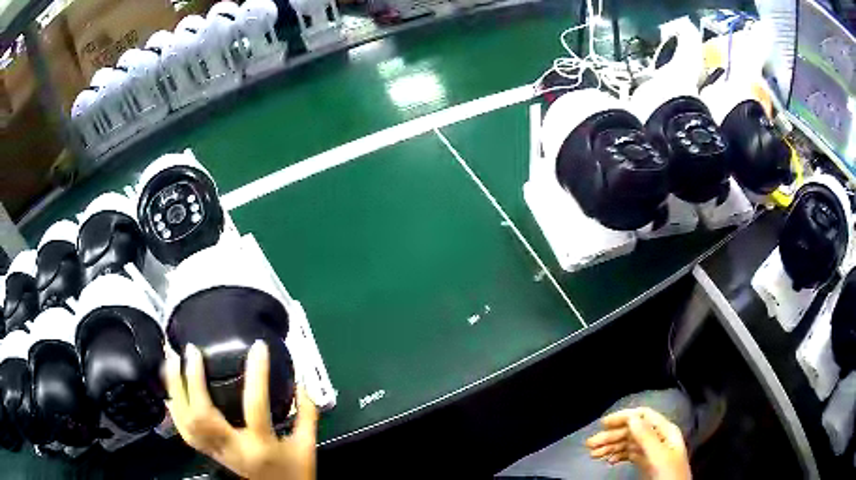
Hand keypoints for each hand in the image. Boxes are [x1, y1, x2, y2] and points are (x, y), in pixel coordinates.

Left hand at [164, 341, 317, 479]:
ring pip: (186, 422)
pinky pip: (183, 429)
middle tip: (192, 351)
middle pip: (202, 416)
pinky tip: (170, 389)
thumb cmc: (295, 472)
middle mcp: (233, 450)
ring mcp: (217, 452)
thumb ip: (307, 414)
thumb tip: (302, 382)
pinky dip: (174, 407)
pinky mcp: (209, 452)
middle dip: (192, 381)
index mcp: (261, 447)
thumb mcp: (307, 445)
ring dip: (176, 389)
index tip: (258, 348)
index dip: (257, 374)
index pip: (255, 407)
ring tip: (171, 360)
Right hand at [586, 407, 690, 479]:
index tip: (603, 423)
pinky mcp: (647, 463)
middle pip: (633, 431)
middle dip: (611, 436)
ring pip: (629, 444)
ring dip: (611, 447)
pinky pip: (630, 455)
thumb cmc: (669, 474)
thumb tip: (631, 417)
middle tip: (590, 445)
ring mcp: (652, 451)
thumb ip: (647, 437)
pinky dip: (618, 456)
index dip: (624, 417)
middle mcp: (658, 438)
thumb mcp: (659, 456)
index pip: (643, 416)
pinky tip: (609, 461)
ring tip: (593, 455)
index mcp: (665, 431)